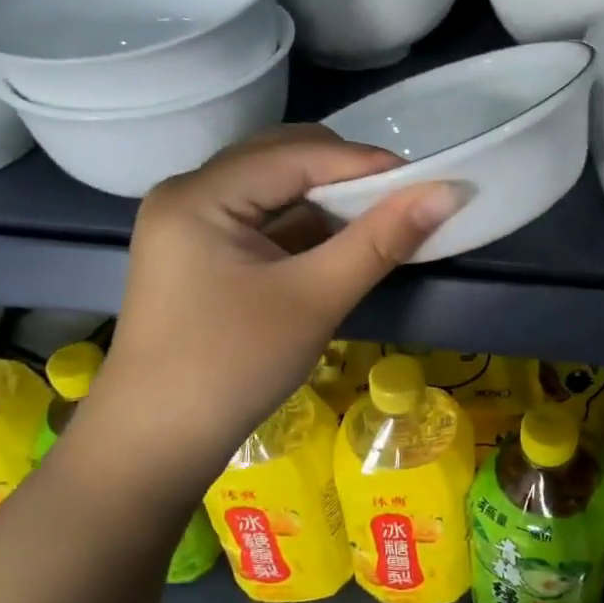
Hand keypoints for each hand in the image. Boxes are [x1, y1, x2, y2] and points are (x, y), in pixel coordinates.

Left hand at [93, 127, 460, 461]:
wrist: (155, 448)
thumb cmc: (231, 368)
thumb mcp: (314, 300)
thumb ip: (381, 240)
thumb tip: (448, 192)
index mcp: (200, 195)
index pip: (296, 154)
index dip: (366, 162)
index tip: (429, 180)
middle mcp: (190, 194)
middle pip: (281, 158)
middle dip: (346, 175)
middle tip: (403, 201)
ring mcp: (192, 224)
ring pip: (274, 188)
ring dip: (328, 199)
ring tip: (382, 219)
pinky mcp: (202, 253)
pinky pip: (264, 219)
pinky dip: (307, 225)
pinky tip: (344, 241)